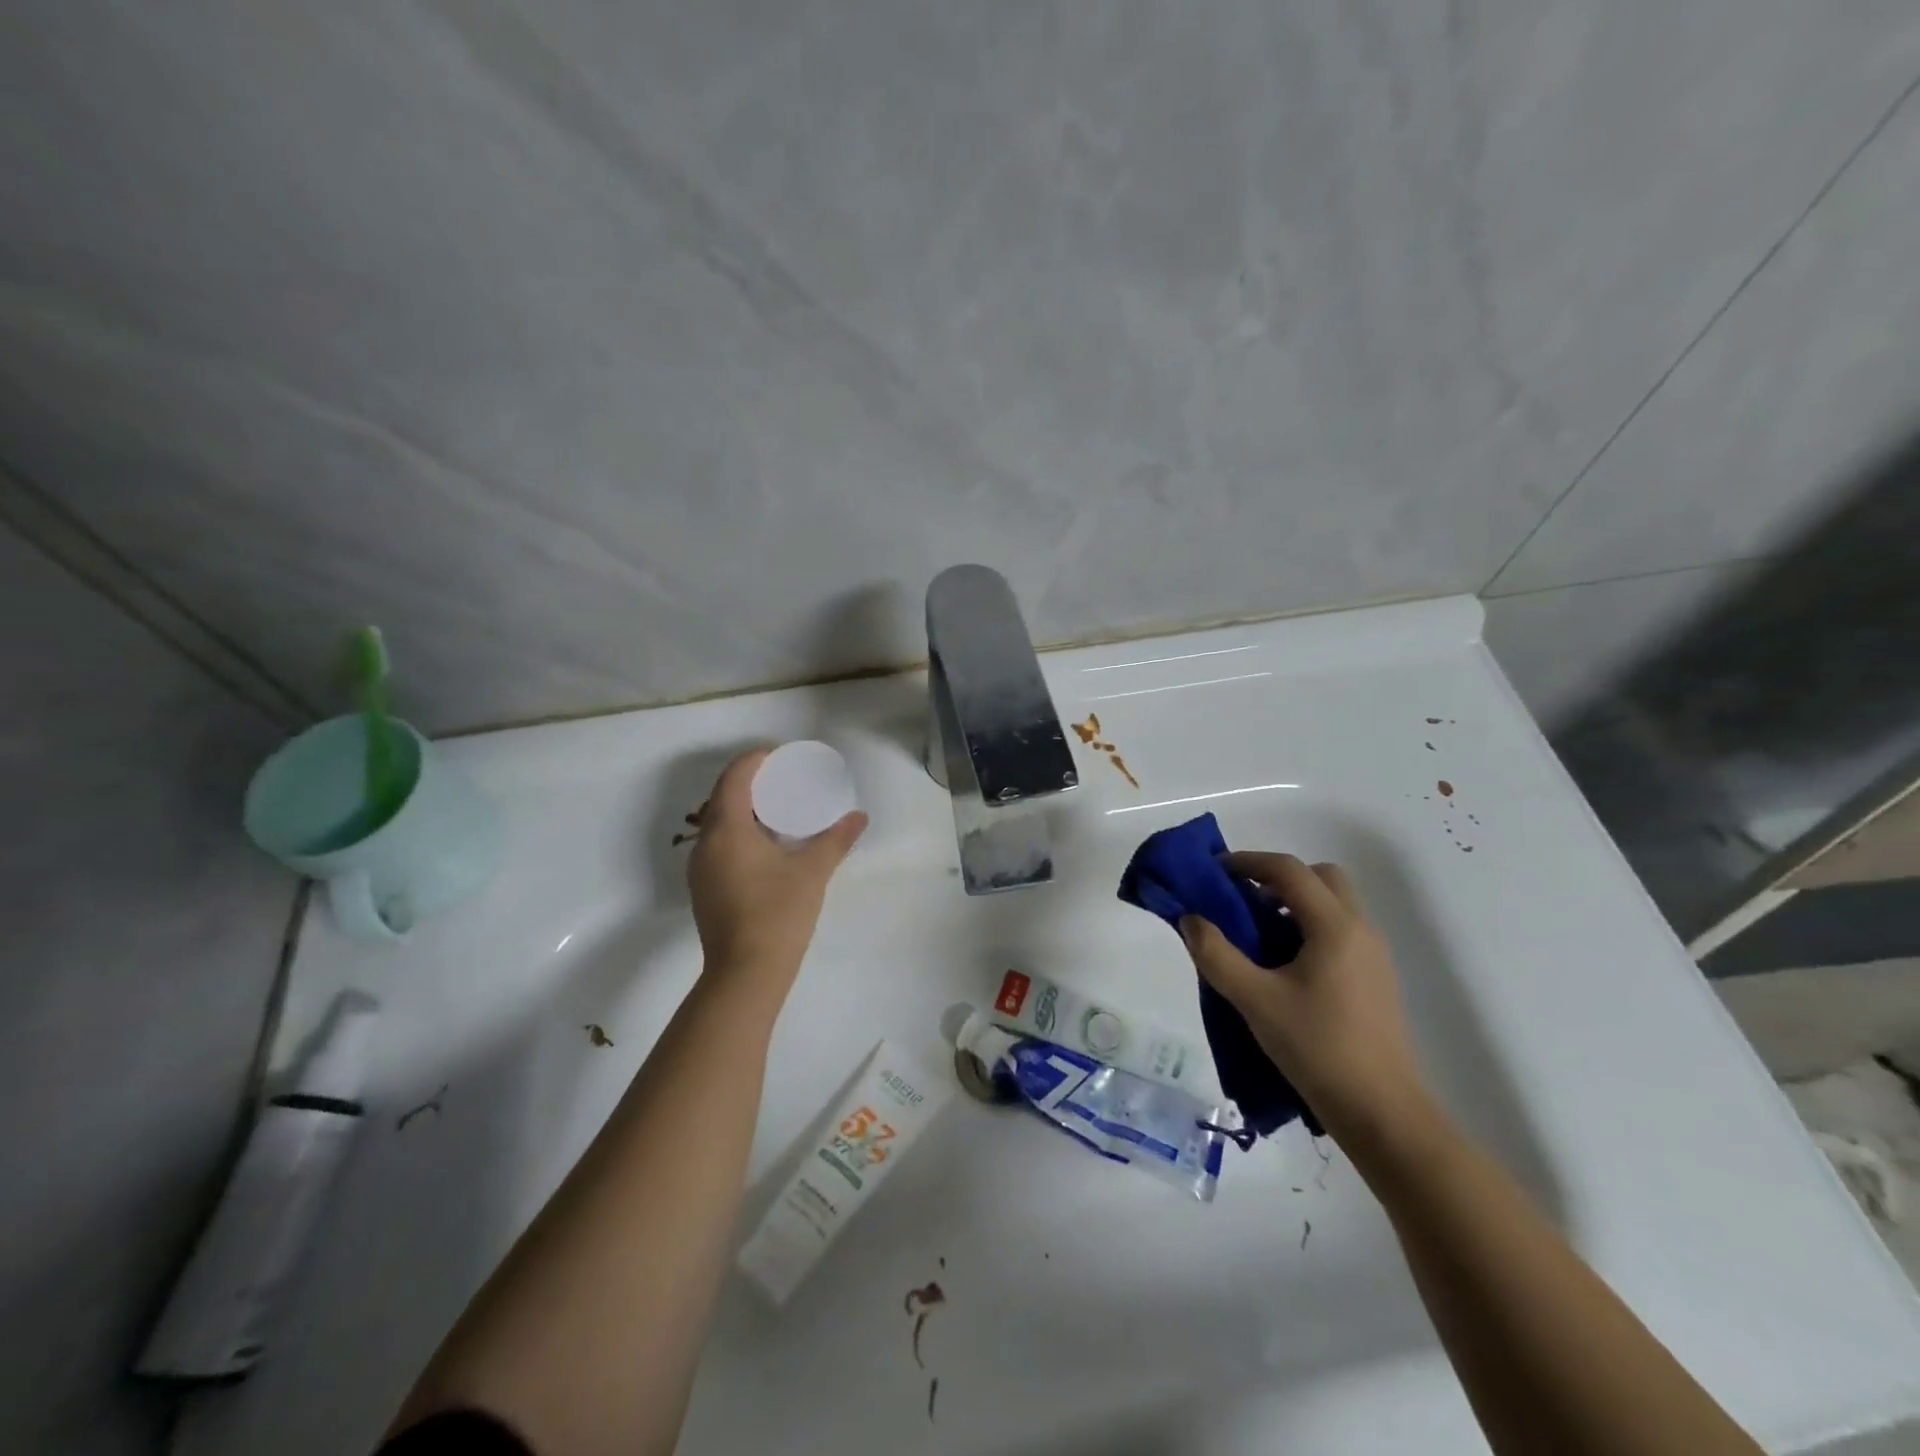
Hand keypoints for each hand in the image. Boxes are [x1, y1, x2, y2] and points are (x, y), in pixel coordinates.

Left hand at [686, 748, 867, 987]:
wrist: (745, 974)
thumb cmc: (778, 914)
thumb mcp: (812, 871)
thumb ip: (836, 839)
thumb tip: (860, 816)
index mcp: (727, 830)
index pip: (735, 777)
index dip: (755, 760)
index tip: (781, 756)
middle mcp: (706, 844)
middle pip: (723, 797)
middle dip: (751, 782)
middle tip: (784, 780)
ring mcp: (700, 868)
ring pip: (719, 823)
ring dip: (744, 809)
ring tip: (779, 810)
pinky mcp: (704, 889)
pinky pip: (719, 845)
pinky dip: (740, 832)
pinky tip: (766, 846)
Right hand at [1179, 853, 1427, 1138]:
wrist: (1383, 1113)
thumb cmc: (1317, 1048)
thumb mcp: (1255, 1000)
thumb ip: (1216, 955)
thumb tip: (1190, 920)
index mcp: (1334, 926)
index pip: (1289, 870)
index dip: (1248, 862)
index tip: (1214, 872)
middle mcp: (1360, 930)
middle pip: (1321, 877)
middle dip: (1278, 878)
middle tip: (1242, 900)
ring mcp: (1374, 955)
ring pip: (1334, 904)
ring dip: (1294, 903)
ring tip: (1257, 934)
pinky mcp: (1376, 980)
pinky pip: (1340, 931)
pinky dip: (1309, 927)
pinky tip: (1284, 966)